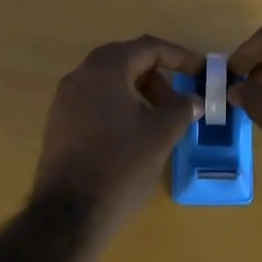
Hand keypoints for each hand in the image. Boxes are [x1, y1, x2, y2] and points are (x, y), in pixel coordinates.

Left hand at [32, 36, 202, 236]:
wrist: (69, 213)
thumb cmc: (120, 165)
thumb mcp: (161, 134)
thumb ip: (183, 108)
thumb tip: (194, 99)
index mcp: (104, 69)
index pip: (148, 48)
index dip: (180, 56)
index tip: (202, 72)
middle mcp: (80, 76)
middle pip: (127, 62)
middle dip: (158, 78)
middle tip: (180, 103)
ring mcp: (64, 100)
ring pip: (110, 84)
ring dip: (140, 95)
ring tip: (160, 124)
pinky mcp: (59, 124)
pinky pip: (96, 103)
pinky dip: (120, 109)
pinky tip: (134, 137)